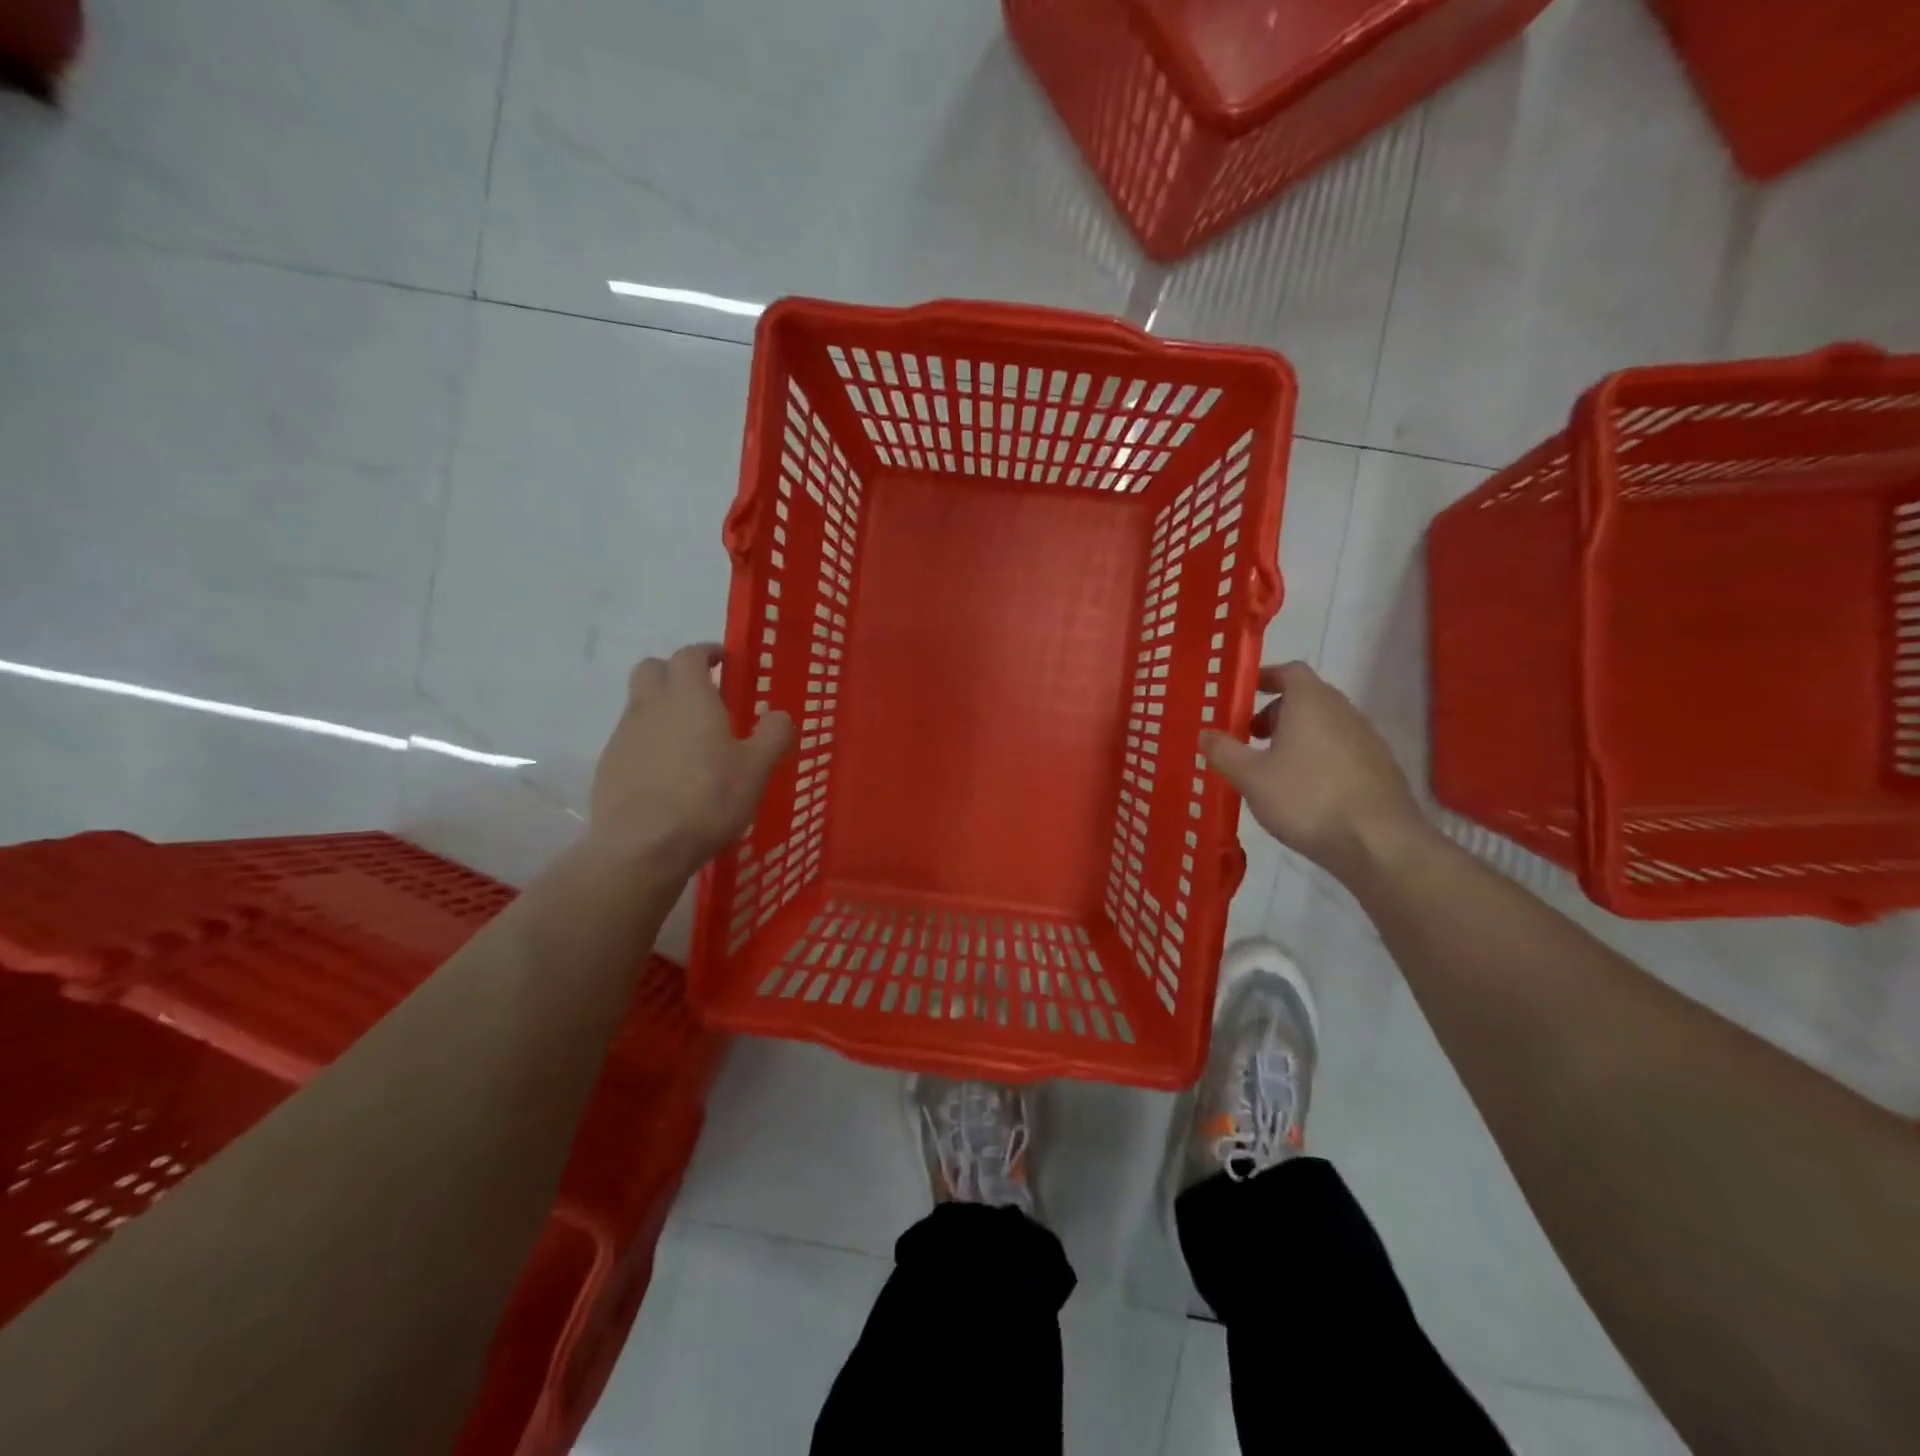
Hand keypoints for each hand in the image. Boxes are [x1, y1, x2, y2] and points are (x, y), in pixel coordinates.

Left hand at [587, 643, 793, 876]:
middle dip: (675, 671)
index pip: (690, 655)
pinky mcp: (609, 766)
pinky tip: (668, 773)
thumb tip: (779, 715)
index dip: (706, 653)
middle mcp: (650, 706)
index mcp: (689, 697)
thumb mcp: (756, 769)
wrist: (642, 847)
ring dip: (662, 708)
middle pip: (652, 669)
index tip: (723, 660)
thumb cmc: (707, 799)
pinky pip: (631, 739)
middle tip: (702, 692)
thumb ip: (773, 735)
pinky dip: (649, 741)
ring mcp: (624, 736)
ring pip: (640, 704)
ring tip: (690, 740)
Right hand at [1199, 662, 1426, 881]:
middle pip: (1306, 698)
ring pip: (1324, 725)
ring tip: (1272, 769)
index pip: (1289, 671)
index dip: (1264, 677)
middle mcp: (1343, 711)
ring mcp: (1367, 740)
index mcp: (1312, 703)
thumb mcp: (1251, 777)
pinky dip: (1316, 757)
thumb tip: (1206, 733)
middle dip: (1274, 712)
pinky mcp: (1379, 769)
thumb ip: (1224, 751)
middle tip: (1249, 737)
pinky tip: (1303, 792)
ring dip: (1295, 737)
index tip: (1240, 695)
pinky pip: (1340, 750)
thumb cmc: (1307, 799)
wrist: (1380, 844)